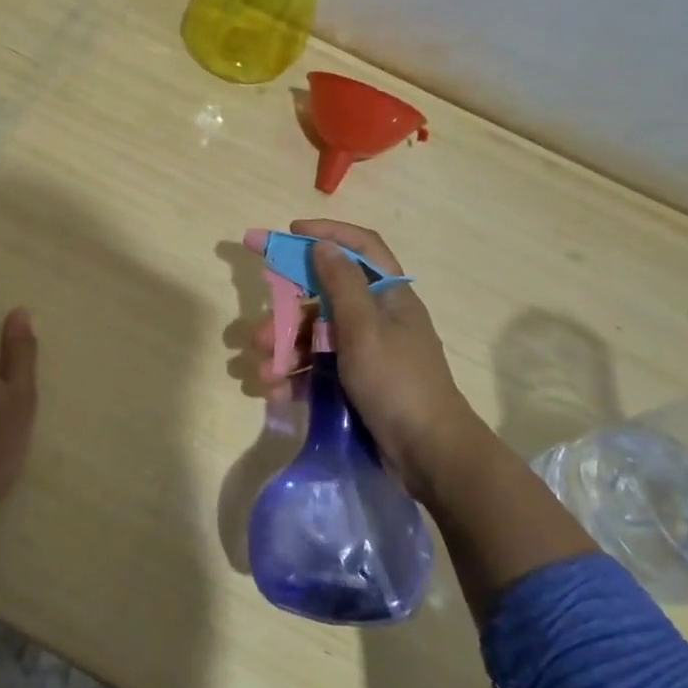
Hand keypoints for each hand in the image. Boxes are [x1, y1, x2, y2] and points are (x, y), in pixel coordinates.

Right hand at [276, 220, 597, 607]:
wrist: (430, 455)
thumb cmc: (397, 382)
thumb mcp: (364, 329)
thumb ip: (341, 284)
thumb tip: (323, 244)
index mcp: (389, 295)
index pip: (360, 246)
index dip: (327, 232)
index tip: (288, 233)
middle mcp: (378, 317)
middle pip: (326, 297)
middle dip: (287, 312)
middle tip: (257, 331)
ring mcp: (368, 351)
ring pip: (317, 336)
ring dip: (285, 350)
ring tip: (260, 371)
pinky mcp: (359, 382)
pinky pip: (320, 367)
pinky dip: (296, 375)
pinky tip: (274, 390)